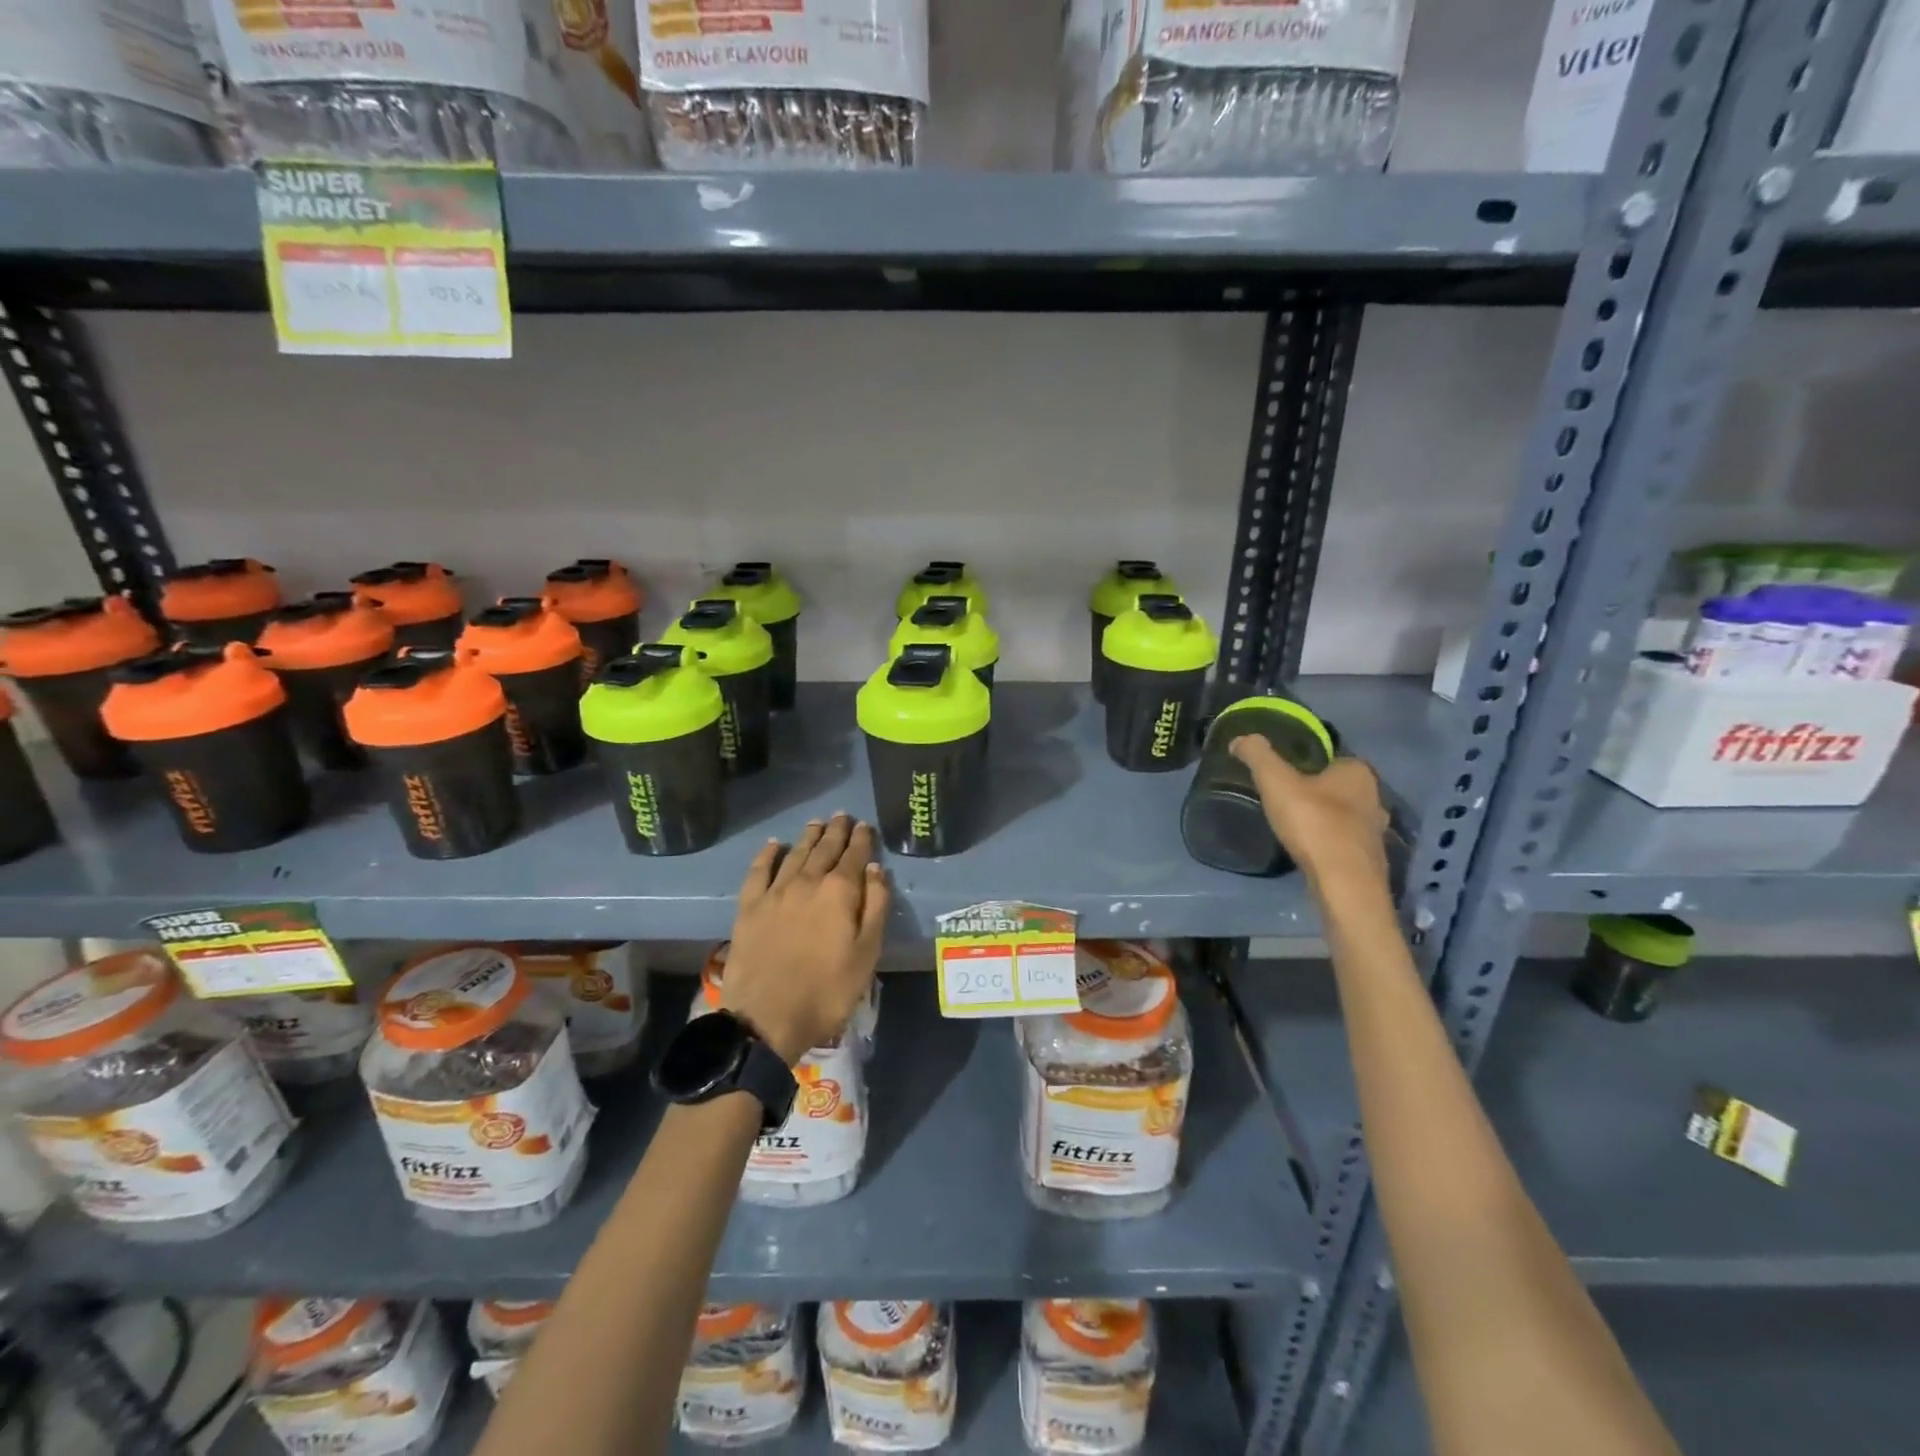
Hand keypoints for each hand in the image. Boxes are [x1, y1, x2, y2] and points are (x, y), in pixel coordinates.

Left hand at [722, 814, 889, 1064]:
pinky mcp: (749, 907)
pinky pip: (758, 870)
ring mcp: (775, 892)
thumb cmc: (827, 991)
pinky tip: (774, 845)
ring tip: (817, 823)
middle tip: (843, 816)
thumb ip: (875, 906)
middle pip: (825, 848)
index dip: (862, 839)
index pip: (854, 855)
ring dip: (808, 836)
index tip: (865, 825)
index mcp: (839, 892)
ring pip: (795, 854)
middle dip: (836, 831)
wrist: (766, 1019)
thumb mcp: (867, 954)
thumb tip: (875, 868)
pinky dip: (767, 854)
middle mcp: (807, 882)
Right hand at [1231, 737, 1390, 894]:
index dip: (1306, 764)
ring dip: (1324, 818)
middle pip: (1339, 787)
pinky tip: (1310, 848)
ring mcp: (1376, 830)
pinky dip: (1329, 842)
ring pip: (1344, 815)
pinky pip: (1345, 841)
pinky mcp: (1370, 858)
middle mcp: (1375, 797)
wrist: (1344, 882)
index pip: (1331, 758)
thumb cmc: (1313, 823)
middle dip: (1317, 791)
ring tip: (1294, 825)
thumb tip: (1240, 739)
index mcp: (1358, 772)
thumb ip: (1258, 755)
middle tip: (1284, 798)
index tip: (1283, 774)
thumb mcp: (1276, 781)